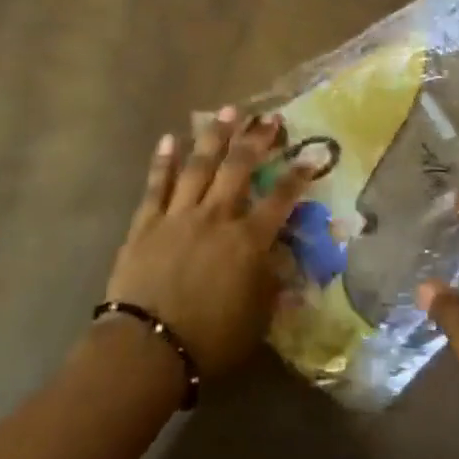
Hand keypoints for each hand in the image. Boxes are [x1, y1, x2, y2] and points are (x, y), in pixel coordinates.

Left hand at [103, 107, 310, 377]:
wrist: (146, 348)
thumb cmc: (209, 341)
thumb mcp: (256, 322)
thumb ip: (272, 288)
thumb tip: (288, 266)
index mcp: (247, 241)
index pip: (280, 199)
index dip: (298, 175)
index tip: (312, 154)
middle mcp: (217, 217)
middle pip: (239, 168)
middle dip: (256, 139)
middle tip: (268, 117)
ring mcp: (179, 215)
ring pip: (200, 166)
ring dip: (215, 136)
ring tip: (228, 110)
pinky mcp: (147, 222)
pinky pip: (157, 185)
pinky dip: (163, 161)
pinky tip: (168, 138)